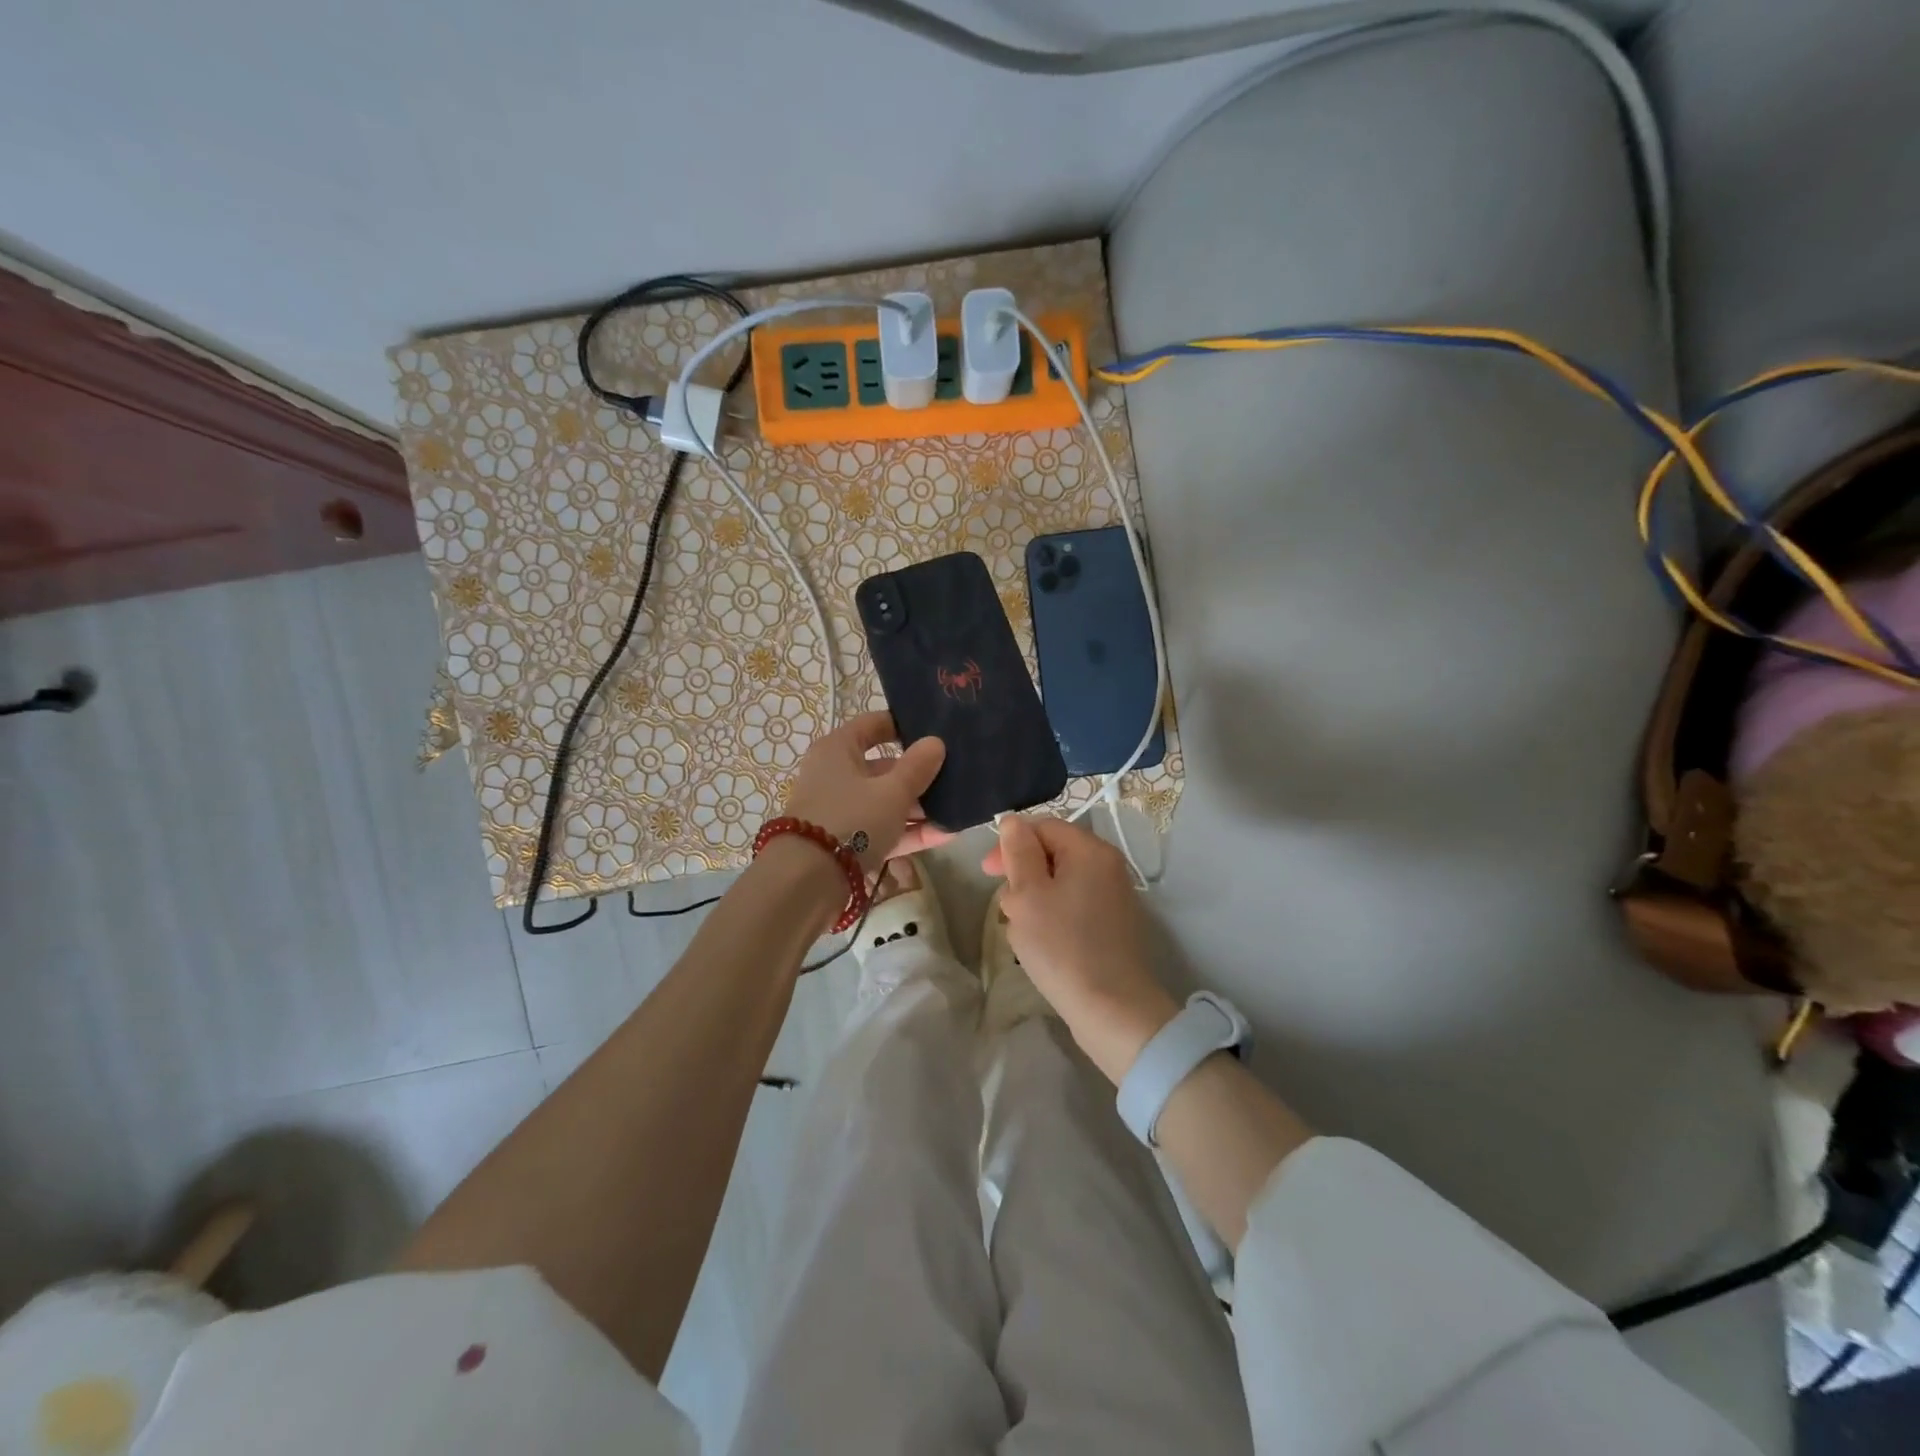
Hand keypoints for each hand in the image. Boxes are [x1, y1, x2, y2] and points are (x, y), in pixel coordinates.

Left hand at [786, 711, 948, 871]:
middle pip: (883, 767)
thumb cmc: (852, 820)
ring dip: (919, 807)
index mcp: (838, 749)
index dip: (904, 725)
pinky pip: (882, 829)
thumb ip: (917, 767)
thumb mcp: (892, 792)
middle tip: (956, 776)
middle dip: (919, 774)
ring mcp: (840, 810)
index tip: (937, 731)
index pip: (873, 724)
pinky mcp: (846, 842)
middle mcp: (836, 775)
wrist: (808, 883)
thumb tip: (936, 742)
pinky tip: (945, 835)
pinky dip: (909, 831)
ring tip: (958, 810)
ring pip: (885, 801)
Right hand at [988, 815, 1178, 1083]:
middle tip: (1006, 909)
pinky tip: (1042, 943)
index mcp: (1090, 850)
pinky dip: (1051, 917)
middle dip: (1022, 876)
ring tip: (1023, 932)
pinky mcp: (1111, 923)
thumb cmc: (1062, 947)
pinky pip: (1072, 905)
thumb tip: (1013, 821)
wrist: (1112, 1010)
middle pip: (1051, 853)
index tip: (987, 873)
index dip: (1011, 843)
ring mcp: (1112, 895)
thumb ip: (1018, 852)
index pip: (1042, 826)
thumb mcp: (1027, 895)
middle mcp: (1107, 865)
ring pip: (1058, 882)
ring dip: (1033, 900)